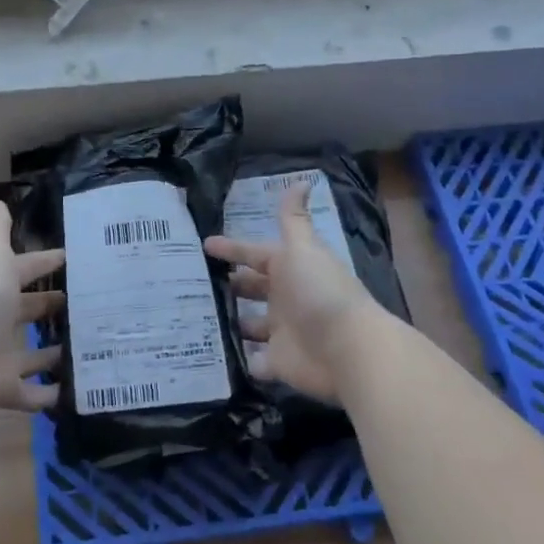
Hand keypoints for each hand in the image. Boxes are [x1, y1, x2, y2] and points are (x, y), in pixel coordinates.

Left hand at [0, 199, 65, 412]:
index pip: (23, 269)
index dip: (45, 262)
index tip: (72, 259)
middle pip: (25, 311)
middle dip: (49, 307)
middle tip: (85, 305)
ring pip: (30, 355)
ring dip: (52, 353)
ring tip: (85, 347)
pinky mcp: (2, 388)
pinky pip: (30, 394)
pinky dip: (48, 395)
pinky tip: (73, 391)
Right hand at [205, 182, 385, 403]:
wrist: (347, 349)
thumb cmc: (319, 291)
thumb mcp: (302, 248)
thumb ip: (293, 219)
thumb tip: (302, 179)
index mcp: (289, 270)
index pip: (255, 255)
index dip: (232, 249)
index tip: (205, 244)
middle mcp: (285, 299)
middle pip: (252, 290)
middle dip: (231, 286)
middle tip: (196, 284)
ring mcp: (282, 333)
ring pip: (250, 326)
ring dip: (231, 323)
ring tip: (196, 319)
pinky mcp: (279, 364)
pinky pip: (255, 362)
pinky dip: (241, 361)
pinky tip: (215, 357)